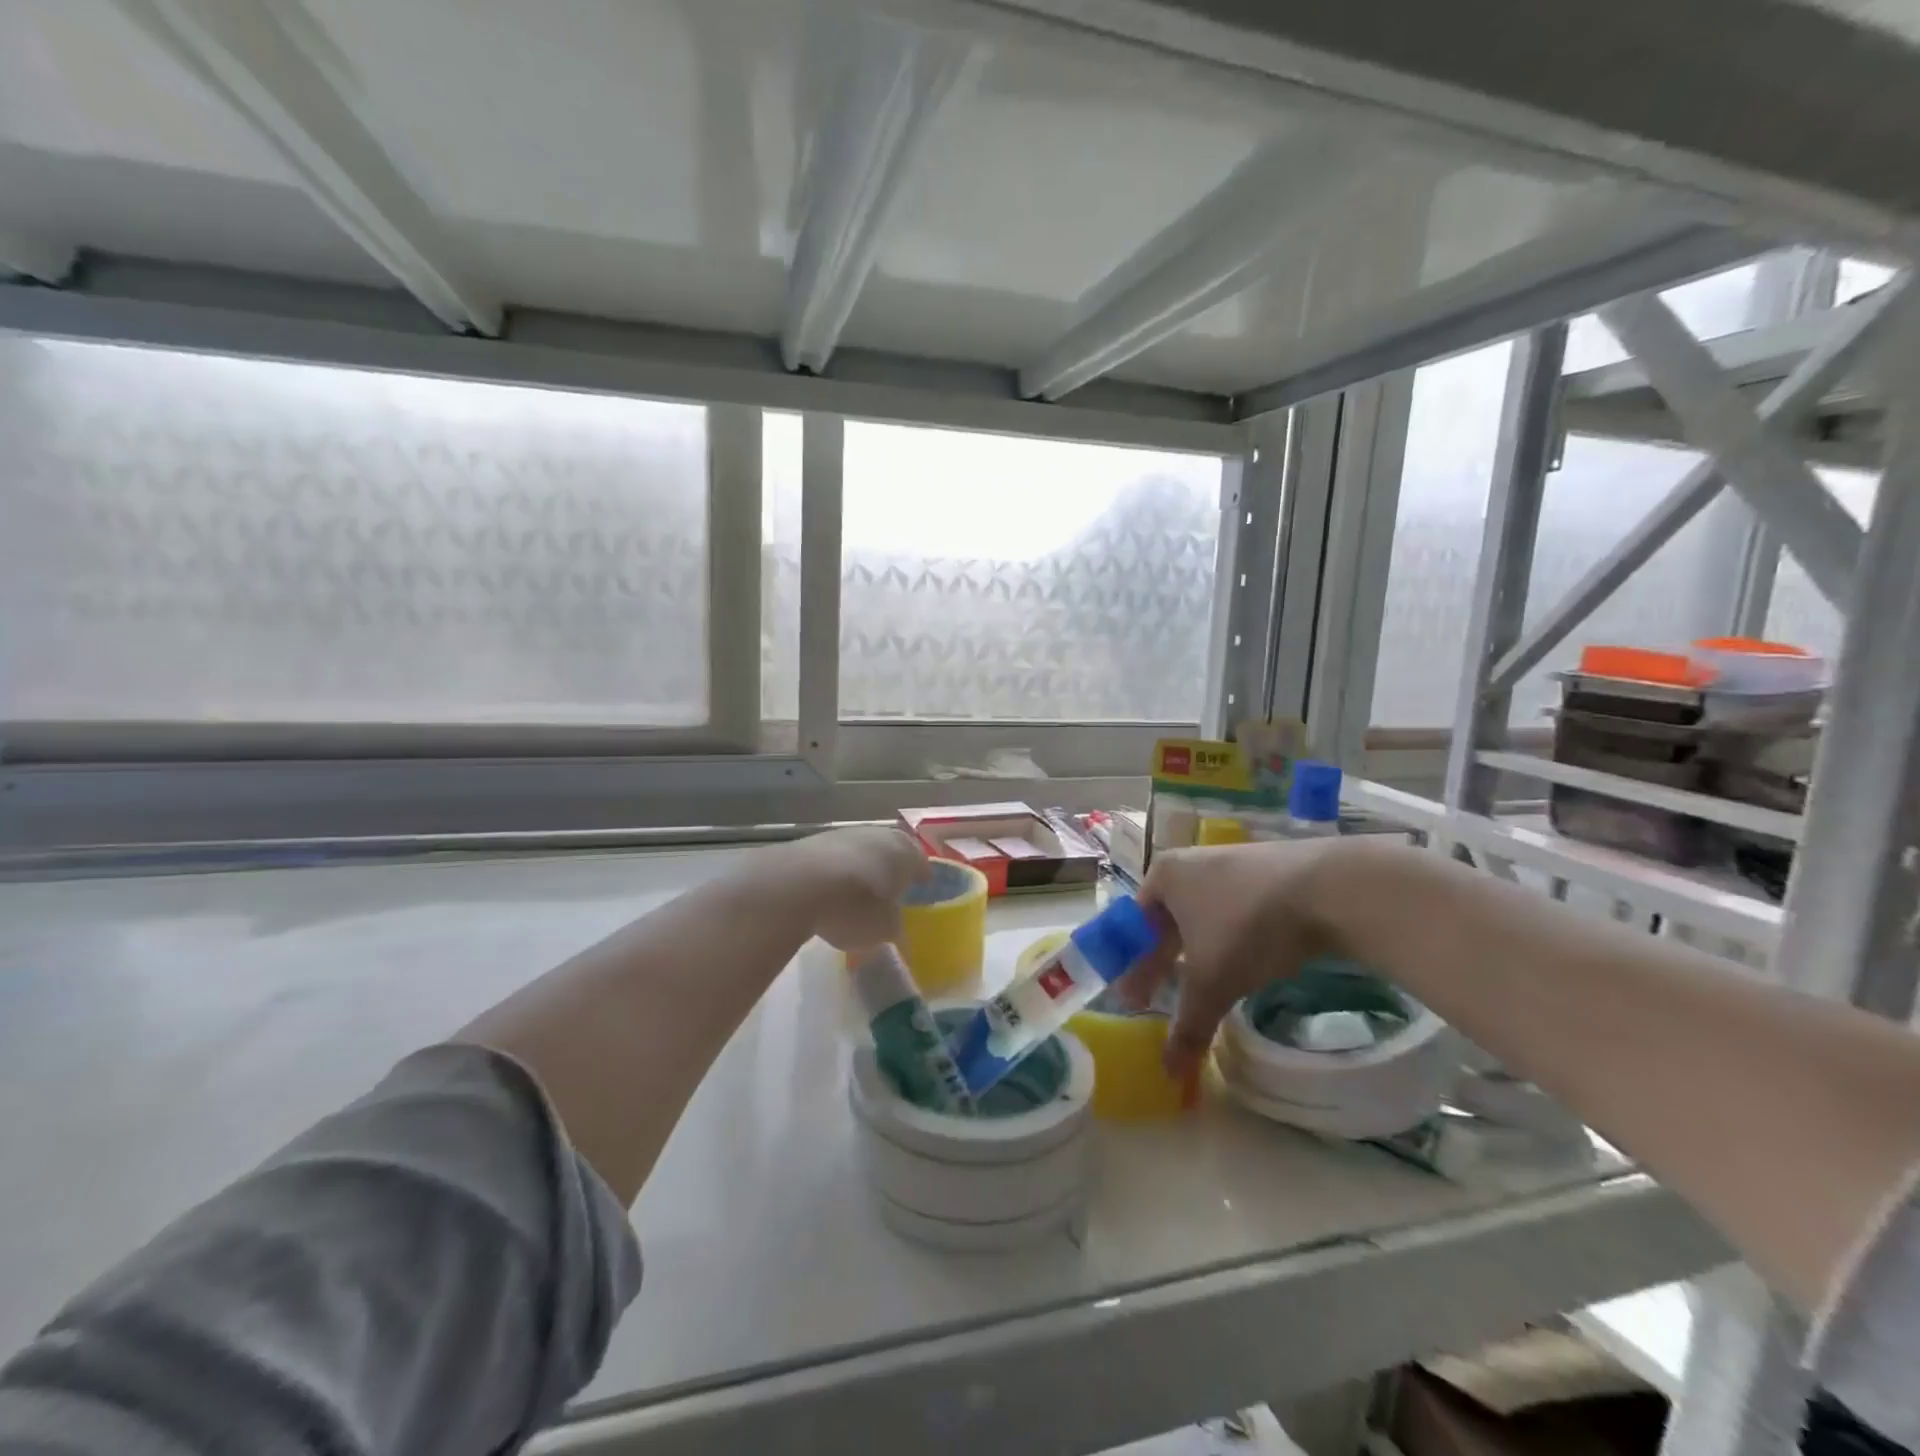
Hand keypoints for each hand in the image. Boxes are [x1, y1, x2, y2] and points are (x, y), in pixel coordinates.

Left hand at [779, 827, 927, 952]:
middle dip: (892, 869)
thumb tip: (894, 927)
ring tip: (858, 893)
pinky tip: (830, 891)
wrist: (796, 884)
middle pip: (892, 851)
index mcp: (906, 853)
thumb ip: (893, 926)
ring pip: (862, 850)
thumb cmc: (855, 907)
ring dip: (863, 867)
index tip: (922, 890)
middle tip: (891, 890)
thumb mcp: (883, 929)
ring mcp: (845, 834)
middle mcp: (880, 836)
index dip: (921, 879)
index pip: (922, 864)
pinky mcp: (813, 842)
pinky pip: (835, 858)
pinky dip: (837, 872)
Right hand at [1124, 838, 1351, 1077]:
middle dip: (1162, 962)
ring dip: (1197, 952)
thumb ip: (1188, 1026)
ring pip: (1202, 916)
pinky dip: (1229, 940)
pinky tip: (1243, 963)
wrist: (1329, 888)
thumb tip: (1168, 1072)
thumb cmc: (1248, 927)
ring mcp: (1232, 862)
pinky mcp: (1268, 871)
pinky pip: (1234, 910)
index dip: (1132, 967)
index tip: (1133, 1000)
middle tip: (1157, 999)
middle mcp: (1191, 863)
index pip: (1134, 926)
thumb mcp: (1212, 983)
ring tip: (1201, 985)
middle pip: (1167, 921)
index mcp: (1164, 876)